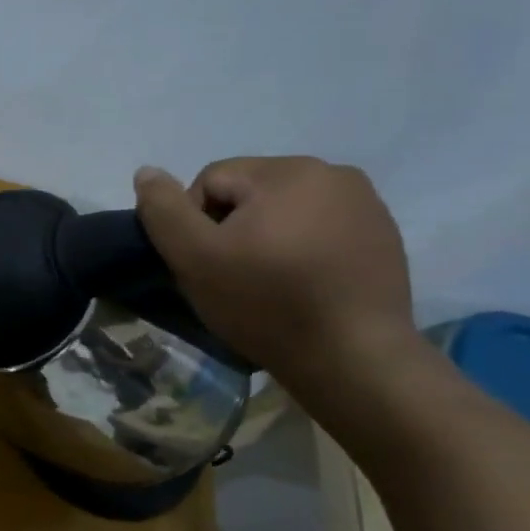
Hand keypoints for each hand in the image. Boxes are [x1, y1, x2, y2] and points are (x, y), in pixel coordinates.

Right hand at [134, 156, 416, 386]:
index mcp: (287, 170)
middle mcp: (333, 173)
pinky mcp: (383, 236)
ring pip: (286, 210)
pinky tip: (304, 286)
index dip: (195, 224)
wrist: (354, 360)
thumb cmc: (266, 303)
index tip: (207, 266)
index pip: (211, 180)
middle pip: (250, 192)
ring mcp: (366, 204)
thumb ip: (163, 210)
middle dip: (233, 228)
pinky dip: (303, 249)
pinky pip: (322, 229)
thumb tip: (146, 172)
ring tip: (270, 283)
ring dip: (267, 238)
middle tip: (234, 277)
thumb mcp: (195, 258)